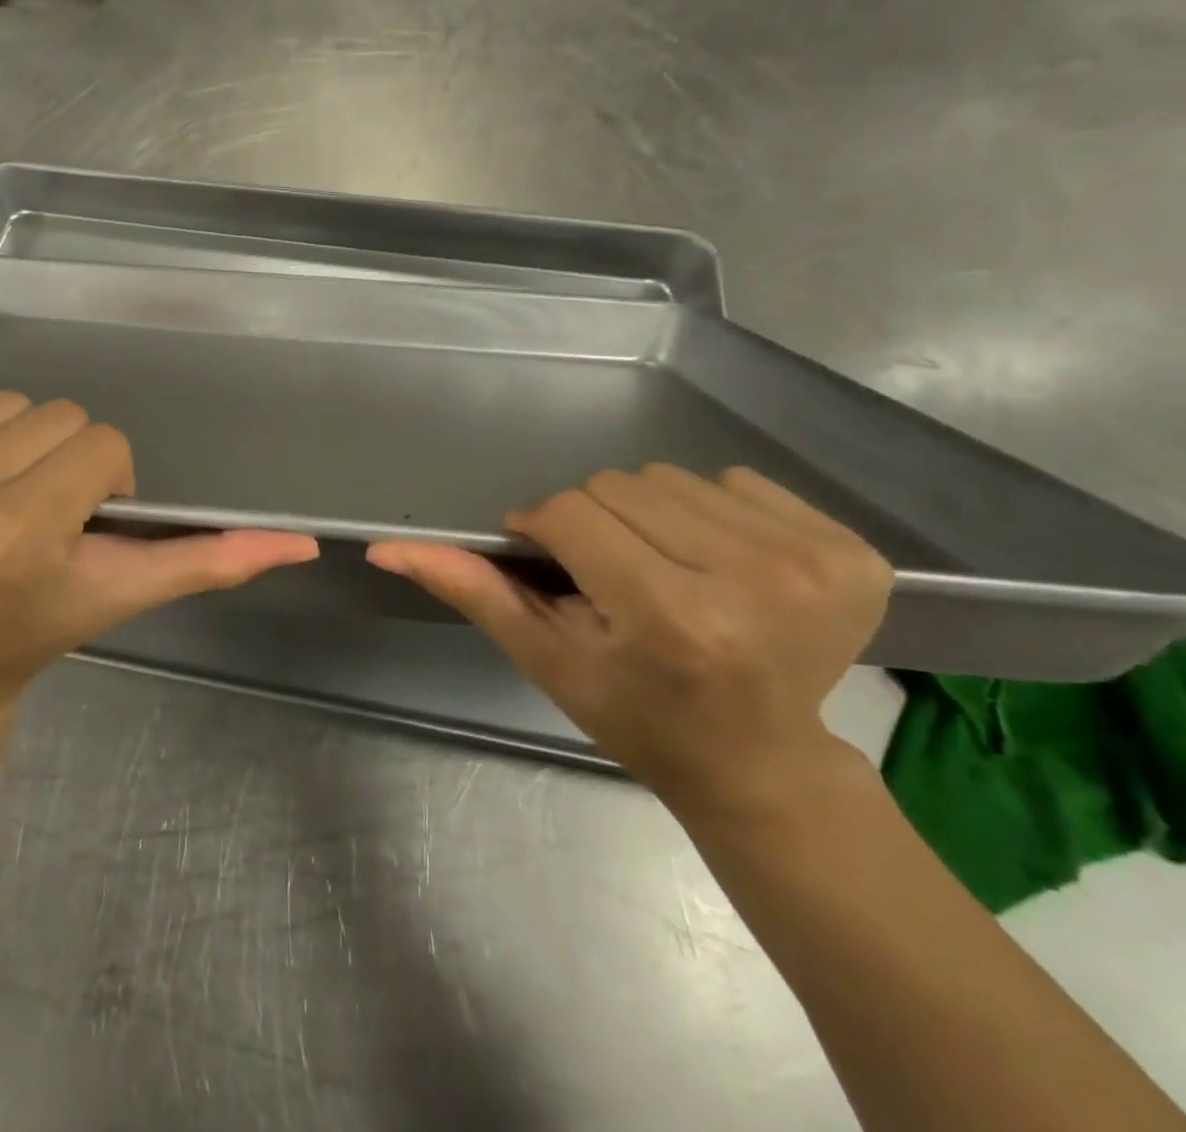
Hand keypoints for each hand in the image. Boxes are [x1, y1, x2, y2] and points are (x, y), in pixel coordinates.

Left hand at [0, 388, 319, 715]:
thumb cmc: (34, 629)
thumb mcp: (122, 595)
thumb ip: (208, 564)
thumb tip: (300, 541)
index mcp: (17, 536)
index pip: (101, 445)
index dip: (105, 481)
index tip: (81, 522)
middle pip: (52, 415)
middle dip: (62, 459)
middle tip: (41, 511)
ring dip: (12, 444)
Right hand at [368, 465, 893, 815]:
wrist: (759, 761)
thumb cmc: (635, 715)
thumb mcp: (543, 657)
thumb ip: (470, 590)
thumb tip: (385, 547)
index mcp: (669, 617)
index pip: (570, 513)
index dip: (546, 531)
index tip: (555, 567)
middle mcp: (751, 580)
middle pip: (620, 485)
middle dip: (596, 524)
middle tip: (611, 578)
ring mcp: (813, 563)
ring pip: (673, 477)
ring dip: (648, 515)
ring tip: (662, 570)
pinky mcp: (855, 552)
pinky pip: (738, 482)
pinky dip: (711, 512)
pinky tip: (718, 565)